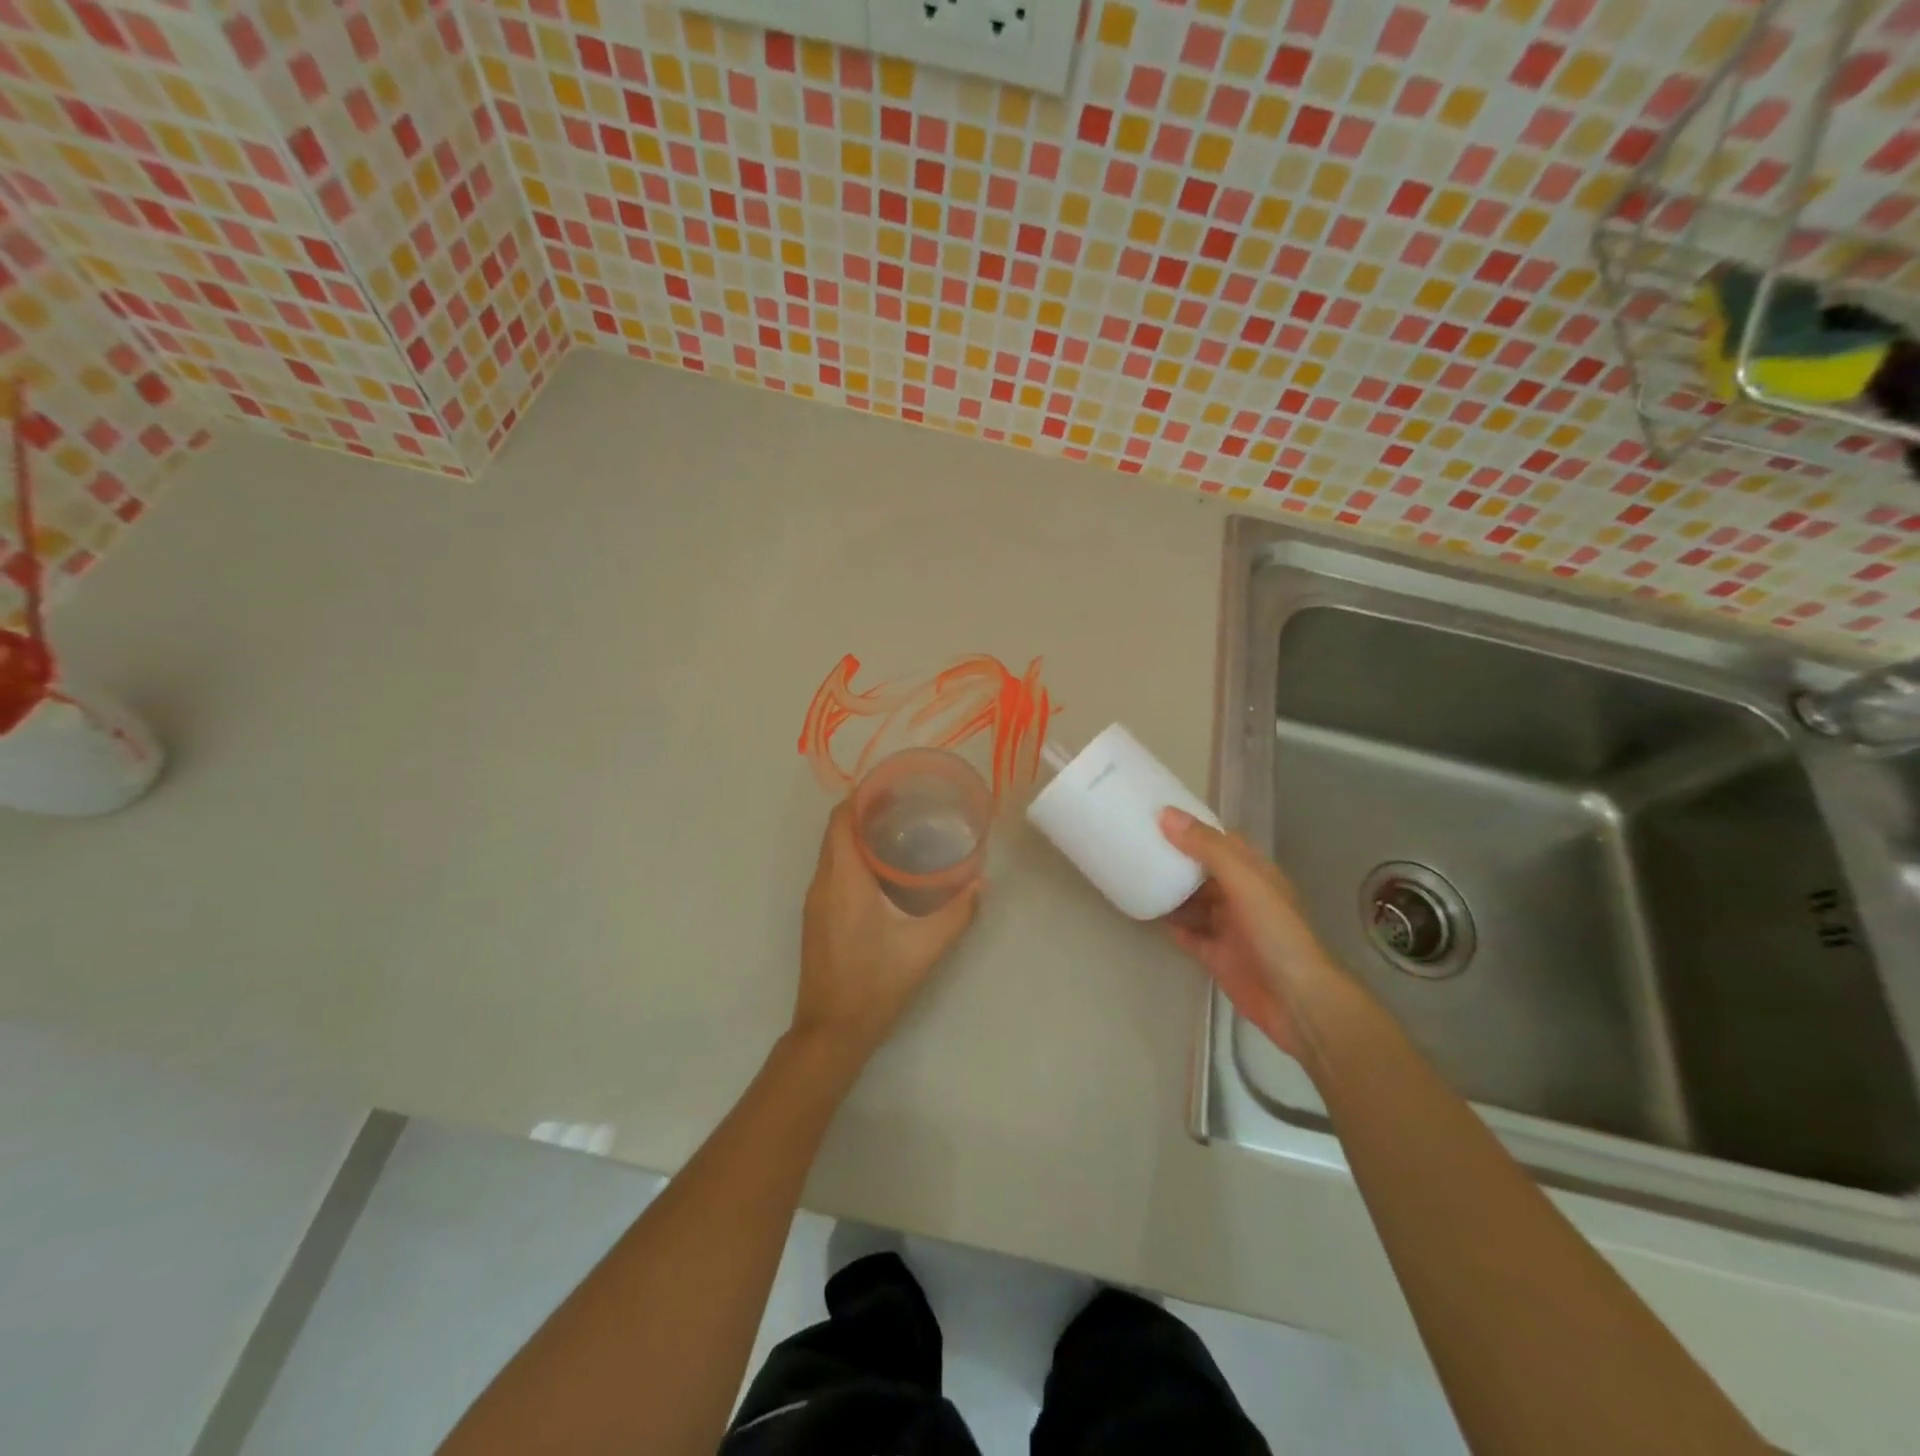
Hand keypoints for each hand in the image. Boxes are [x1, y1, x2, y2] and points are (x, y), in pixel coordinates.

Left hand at [791, 801, 980, 1066]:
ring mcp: (815, 902)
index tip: (894, 786)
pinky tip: (885, 872)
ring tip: (900, 832)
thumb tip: (982, 883)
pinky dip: (853, 858)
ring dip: (859, 835)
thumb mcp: (925, 947)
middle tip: (907, 806)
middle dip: (866, 812)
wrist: (831, 1032)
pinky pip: (832, 871)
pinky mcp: (817, 918)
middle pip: (837, 831)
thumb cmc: (876, 983)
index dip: (863, 796)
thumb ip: (957, 913)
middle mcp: (822, 883)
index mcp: (843, 880)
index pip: (842, 819)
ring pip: (833, 851)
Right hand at [1159, 808, 1341, 1061]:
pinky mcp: (1216, 956)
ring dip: (1170, 892)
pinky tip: (1147, 914)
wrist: (1296, 1001)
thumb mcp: (1244, 881)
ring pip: (1194, 902)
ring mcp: (1229, 928)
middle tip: (1137, 846)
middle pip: (1203, 872)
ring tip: (1135, 876)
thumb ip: (1207, 848)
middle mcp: (1242, 896)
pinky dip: (1171, 924)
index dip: (1194, 828)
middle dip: (1176, 860)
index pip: (1222, 842)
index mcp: (1255, 874)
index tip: (1158, 817)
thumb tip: (1166, 814)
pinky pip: (1188, 934)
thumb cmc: (1275, 933)